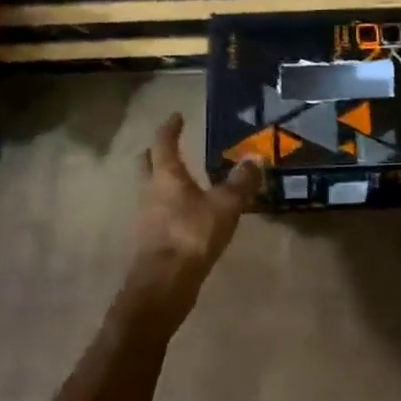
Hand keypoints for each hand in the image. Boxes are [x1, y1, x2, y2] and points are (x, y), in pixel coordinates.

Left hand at [124, 113, 260, 303]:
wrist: (163, 284)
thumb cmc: (192, 235)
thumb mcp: (225, 206)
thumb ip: (241, 183)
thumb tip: (255, 158)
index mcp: (166, 176)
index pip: (164, 143)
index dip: (170, 128)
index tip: (177, 117)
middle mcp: (149, 191)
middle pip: (146, 164)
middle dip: (155, 153)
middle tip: (169, 147)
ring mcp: (145, 217)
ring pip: (149, 190)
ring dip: (160, 182)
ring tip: (182, 182)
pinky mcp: (148, 240)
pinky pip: (156, 213)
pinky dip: (167, 207)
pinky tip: (183, 214)